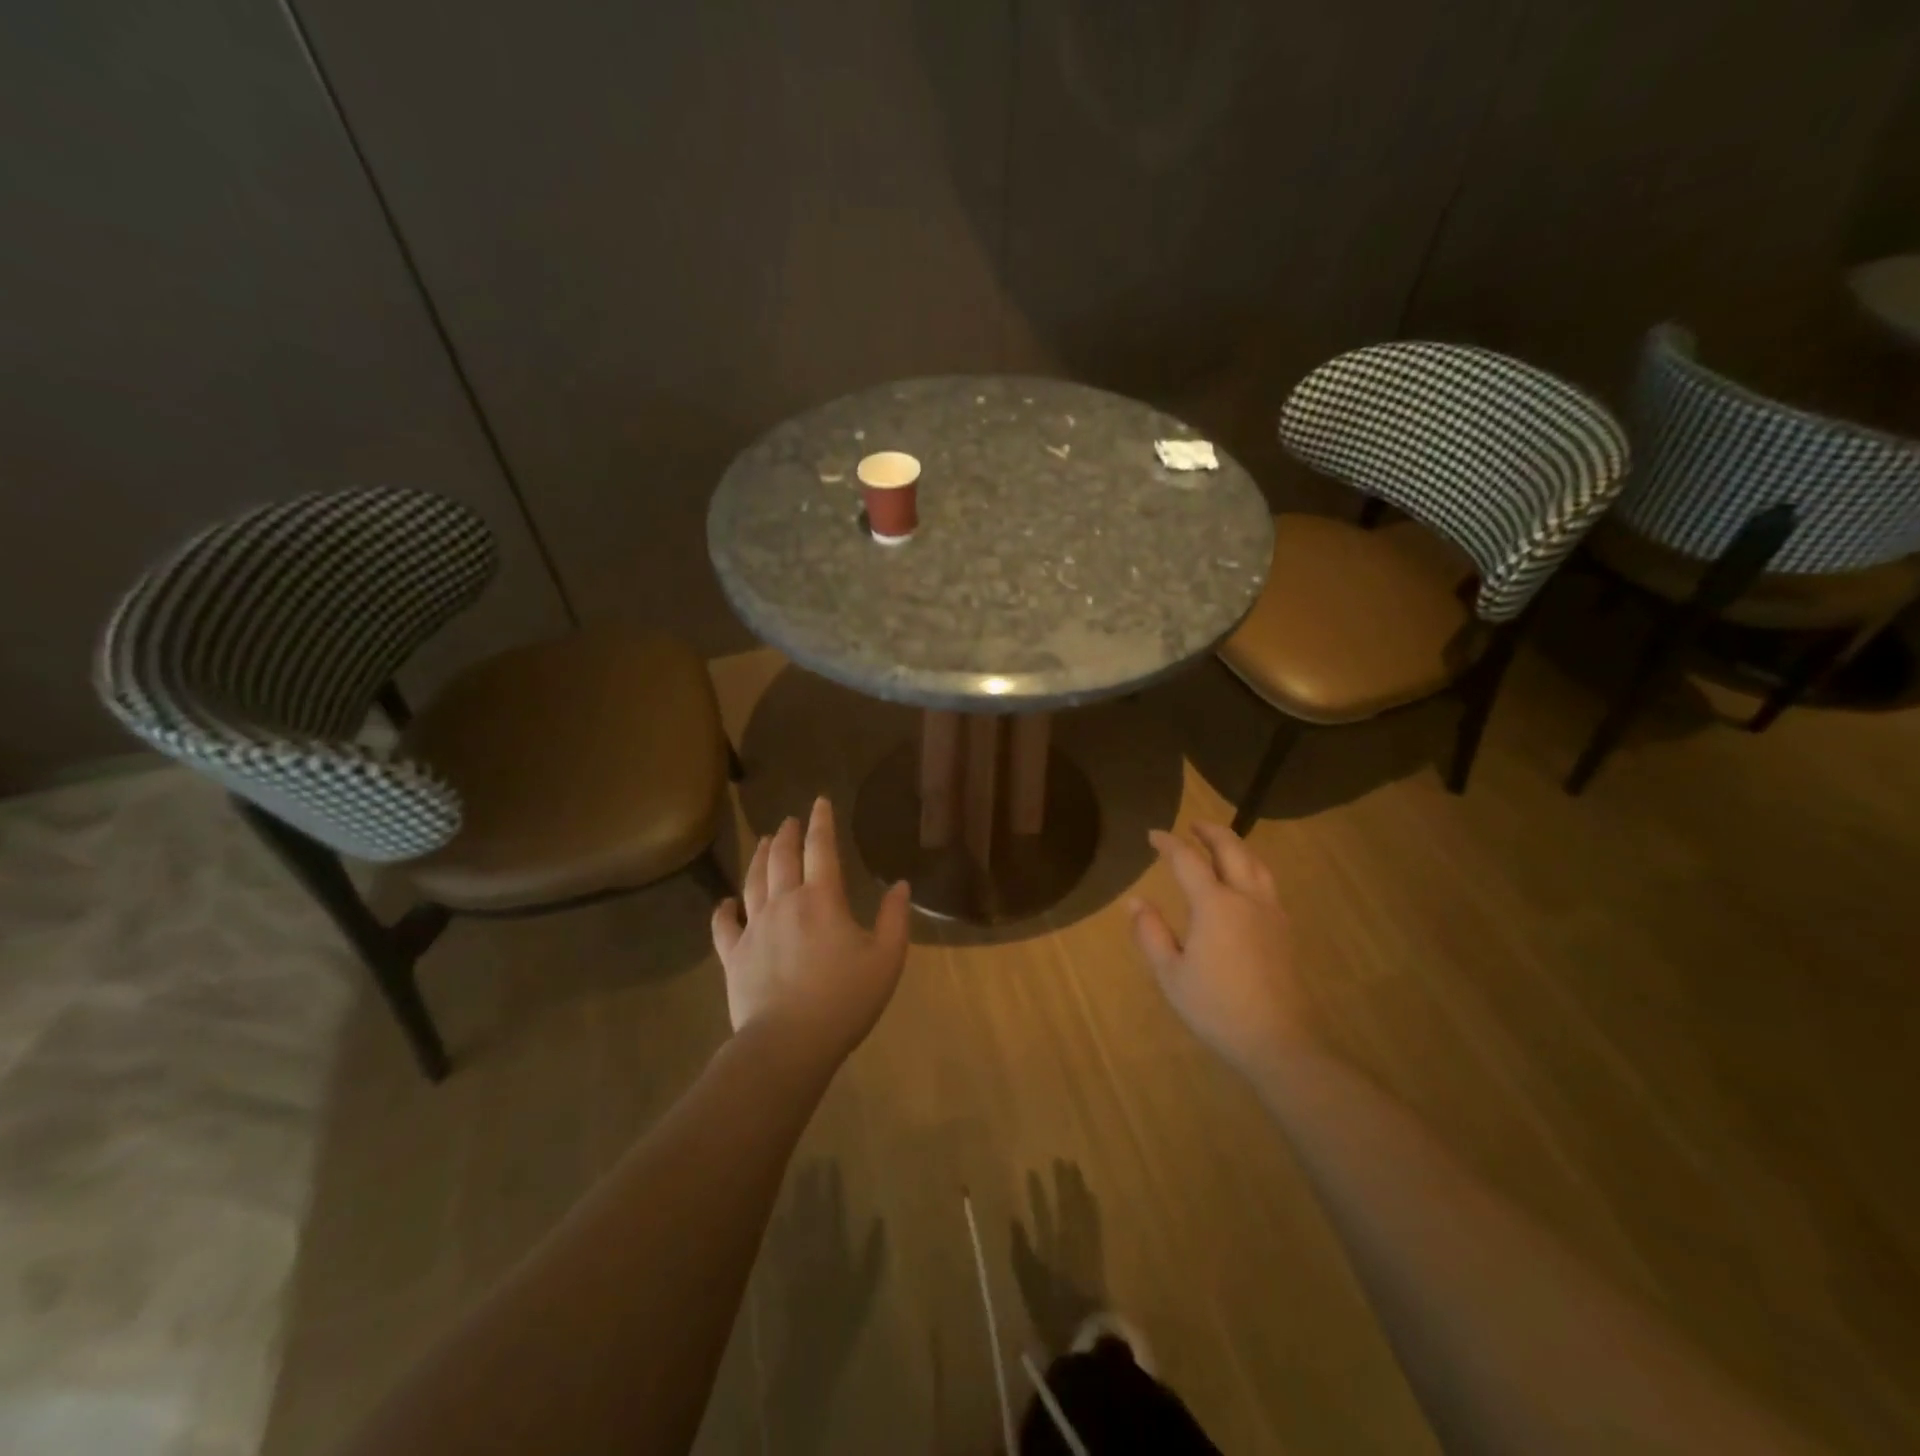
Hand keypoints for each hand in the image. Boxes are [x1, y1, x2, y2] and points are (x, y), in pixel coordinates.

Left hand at [711, 796, 911, 1066]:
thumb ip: (895, 919)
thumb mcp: (886, 959)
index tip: (819, 802)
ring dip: (758, 857)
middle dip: (786, 834)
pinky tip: (724, 902)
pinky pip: (724, 925)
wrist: (788, 1043)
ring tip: (762, 842)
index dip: (821, 822)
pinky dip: (723, 910)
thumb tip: (900, 885)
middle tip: (789, 820)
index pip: (821, 849)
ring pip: (752, 881)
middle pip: (781, 857)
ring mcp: (754, 928)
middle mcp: (784, 903)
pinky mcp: (734, 955)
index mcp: (822, 899)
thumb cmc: (844, 1000)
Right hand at [1128, 822, 1311, 1077]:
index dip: (1168, 843)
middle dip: (1210, 832)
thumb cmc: (1215, 1008)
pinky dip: (1251, 867)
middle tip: (1192, 826)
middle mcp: (1245, 898)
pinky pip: (1267, 883)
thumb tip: (1134, 902)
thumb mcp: (1171, 974)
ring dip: (1235, 845)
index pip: (1188, 860)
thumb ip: (1151, 933)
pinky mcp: (1284, 930)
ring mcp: (1270, 913)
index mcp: (1214, 905)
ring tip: (1220, 843)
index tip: (1152, 835)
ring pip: (1255, 863)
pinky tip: (1243, 881)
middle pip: (1231, 849)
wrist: (1277, 1040)